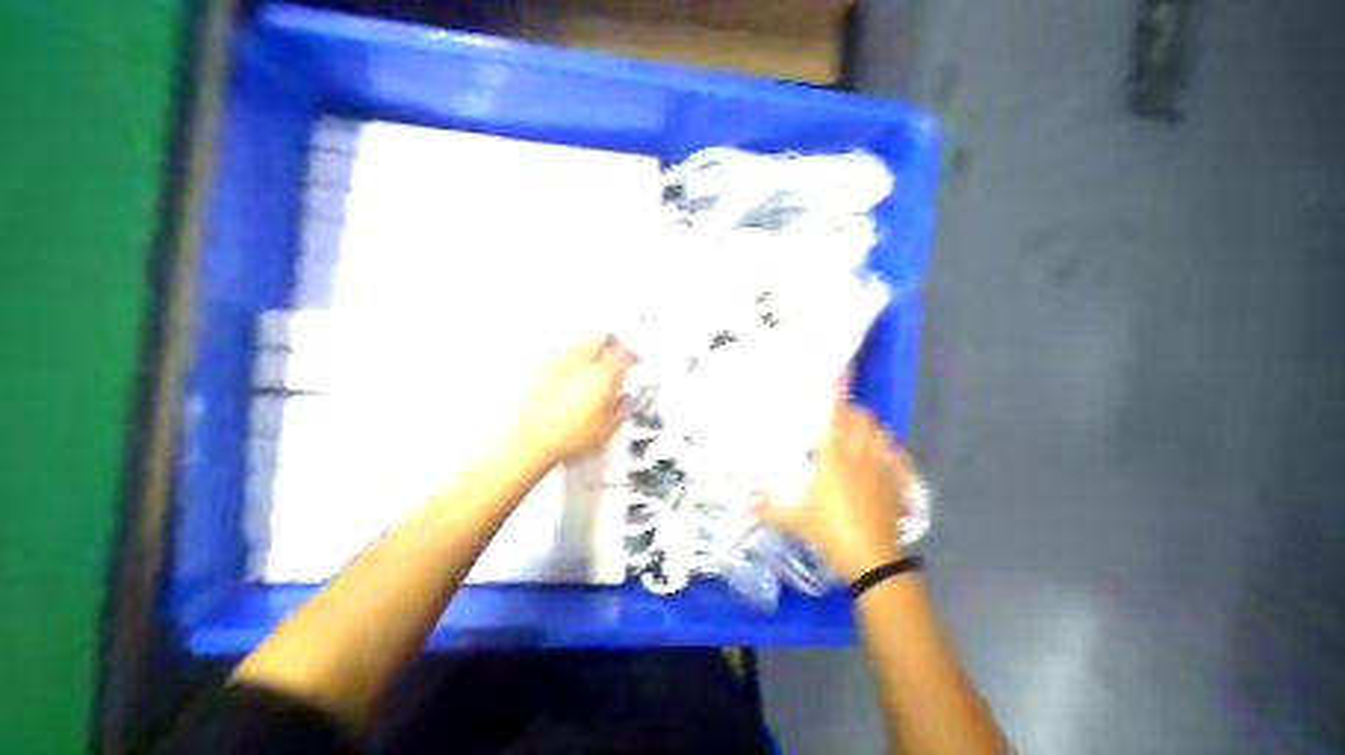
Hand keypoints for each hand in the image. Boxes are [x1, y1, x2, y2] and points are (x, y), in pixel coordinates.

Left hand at [510, 337, 637, 466]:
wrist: (534, 441)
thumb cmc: (567, 437)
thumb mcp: (607, 428)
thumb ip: (620, 408)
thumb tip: (622, 400)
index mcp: (601, 376)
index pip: (622, 354)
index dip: (631, 355)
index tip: (633, 359)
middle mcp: (580, 366)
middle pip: (599, 340)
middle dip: (610, 343)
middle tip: (616, 351)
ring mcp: (560, 366)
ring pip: (579, 342)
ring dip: (590, 345)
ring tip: (595, 354)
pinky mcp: (544, 373)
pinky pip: (561, 356)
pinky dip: (571, 358)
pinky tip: (572, 368)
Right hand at [756, 399, 912, 580]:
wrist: (872, 558)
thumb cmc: (830, 532)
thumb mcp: (793, 521)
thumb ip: (769, 507)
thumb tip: (749, 499)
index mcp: (833, 456)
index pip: (836, 415)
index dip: (838, 390)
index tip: (840, 368)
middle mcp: (860, 454)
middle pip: (862, 418)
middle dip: (852, 410)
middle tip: (838, 415)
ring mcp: (882, 467)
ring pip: (881, 433)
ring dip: (870, 427)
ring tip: (859, 432)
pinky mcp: (897, 483)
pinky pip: (896, 456)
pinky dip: (889, 449)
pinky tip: (884, 455)